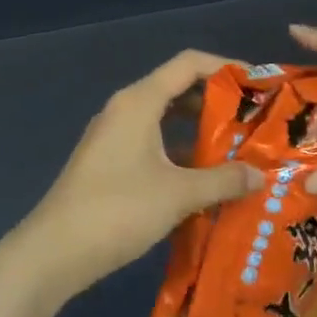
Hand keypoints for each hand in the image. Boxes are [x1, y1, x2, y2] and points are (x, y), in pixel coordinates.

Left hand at [14, 51, 264, 297]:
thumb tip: (260, 176)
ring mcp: (113, 138)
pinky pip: (152, 145)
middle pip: (178, 90)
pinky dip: (180, 154)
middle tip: (256, 123)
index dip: (226, 68)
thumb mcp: (179, 194)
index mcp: (139, 102)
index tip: (260, 86)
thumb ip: (223, 180)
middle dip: (218, 104)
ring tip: (239, 151)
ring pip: (165, 121)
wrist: (55, 251)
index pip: (188, 64)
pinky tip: (205, 180)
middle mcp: (125, 110)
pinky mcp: (108, 164)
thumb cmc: (119, 210)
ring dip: (200, 132)